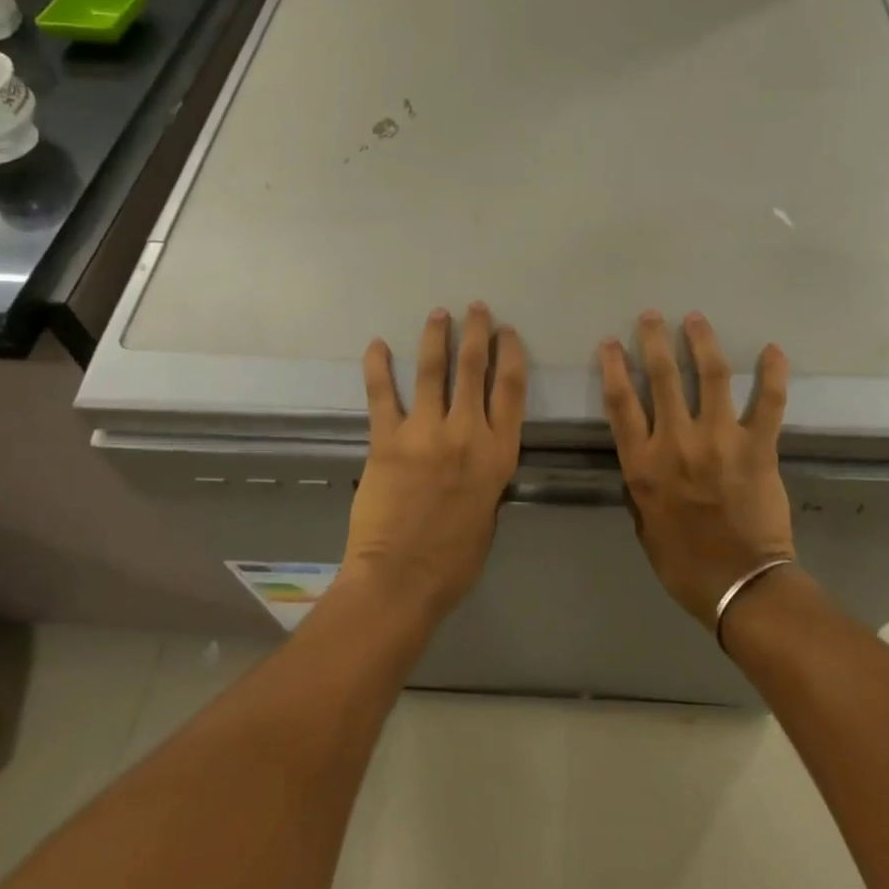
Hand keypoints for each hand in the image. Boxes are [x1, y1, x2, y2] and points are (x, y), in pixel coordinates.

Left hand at [342, 303, 527, 619]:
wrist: (401, 579)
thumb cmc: (454, 559)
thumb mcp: (488, 512)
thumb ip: (486, 475)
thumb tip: (477, 454)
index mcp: (498, 453)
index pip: (511, 390)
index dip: (511, 355)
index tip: (507, 332)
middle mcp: (466, 433)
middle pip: (475, 370)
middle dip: (477, 334)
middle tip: (476, 309)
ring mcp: (425, 433)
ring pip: (434, 372)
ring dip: (436, 338)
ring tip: (438, 313)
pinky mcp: (387, 440)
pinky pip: (382, 395)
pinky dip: (378, 367)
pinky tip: (377, 345)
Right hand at [599, 311, 793, 625]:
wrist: (740, 587)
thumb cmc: (685, 563)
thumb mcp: (644, 524)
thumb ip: (642, 484)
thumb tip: (646, 458)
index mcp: (644, 465)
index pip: (621, 403)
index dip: (613, 368)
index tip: (610, 343)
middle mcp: (677, 443)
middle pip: (662, 378)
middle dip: (654, 340)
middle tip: (652, 316)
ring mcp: (720, 441)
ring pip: (711, 377)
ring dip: (702, 342)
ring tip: (696, 319)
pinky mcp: (758, 448)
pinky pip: (769, 403)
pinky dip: (773, 374)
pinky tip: (773, 350)